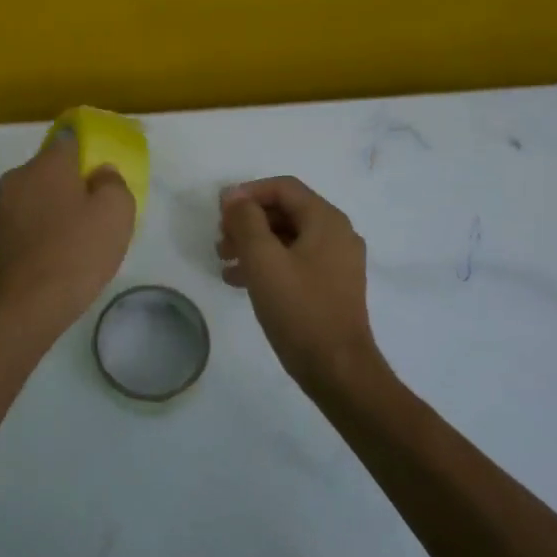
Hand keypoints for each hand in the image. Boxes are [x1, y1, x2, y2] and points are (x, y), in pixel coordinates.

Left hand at [0, 133, 135, 334]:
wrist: (29, 306)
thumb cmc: (78, 252)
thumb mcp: (117, 212)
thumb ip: (112, 182)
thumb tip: (99, 173)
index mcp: (46, 165)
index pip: (68, 140)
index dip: (86, 151)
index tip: (100, 171)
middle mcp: (17, 179)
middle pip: (48, 171)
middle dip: (68, 184)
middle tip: (93, 211)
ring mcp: (0, 211)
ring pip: (33, 199)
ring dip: (50, 210)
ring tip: (73, 239)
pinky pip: (22, 226)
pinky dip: (37, 234)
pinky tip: (53, 257)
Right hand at [218, 177, 384, 397]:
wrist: (337, 368)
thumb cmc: (299, 309)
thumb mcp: (264, 261)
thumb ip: (246, 222)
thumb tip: (233, 196)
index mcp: (326, 220)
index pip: (283, 188)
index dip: (248, 193)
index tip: (219, 213)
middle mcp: (337, 234)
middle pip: (285, 212)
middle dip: (248, 222)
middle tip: (220, 241)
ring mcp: (336, 262)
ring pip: (288, 238)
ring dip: (253, 244)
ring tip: (223, 262)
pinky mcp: (331, 286)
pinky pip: (295, 262)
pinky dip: (267, 265)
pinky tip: (240, 282)